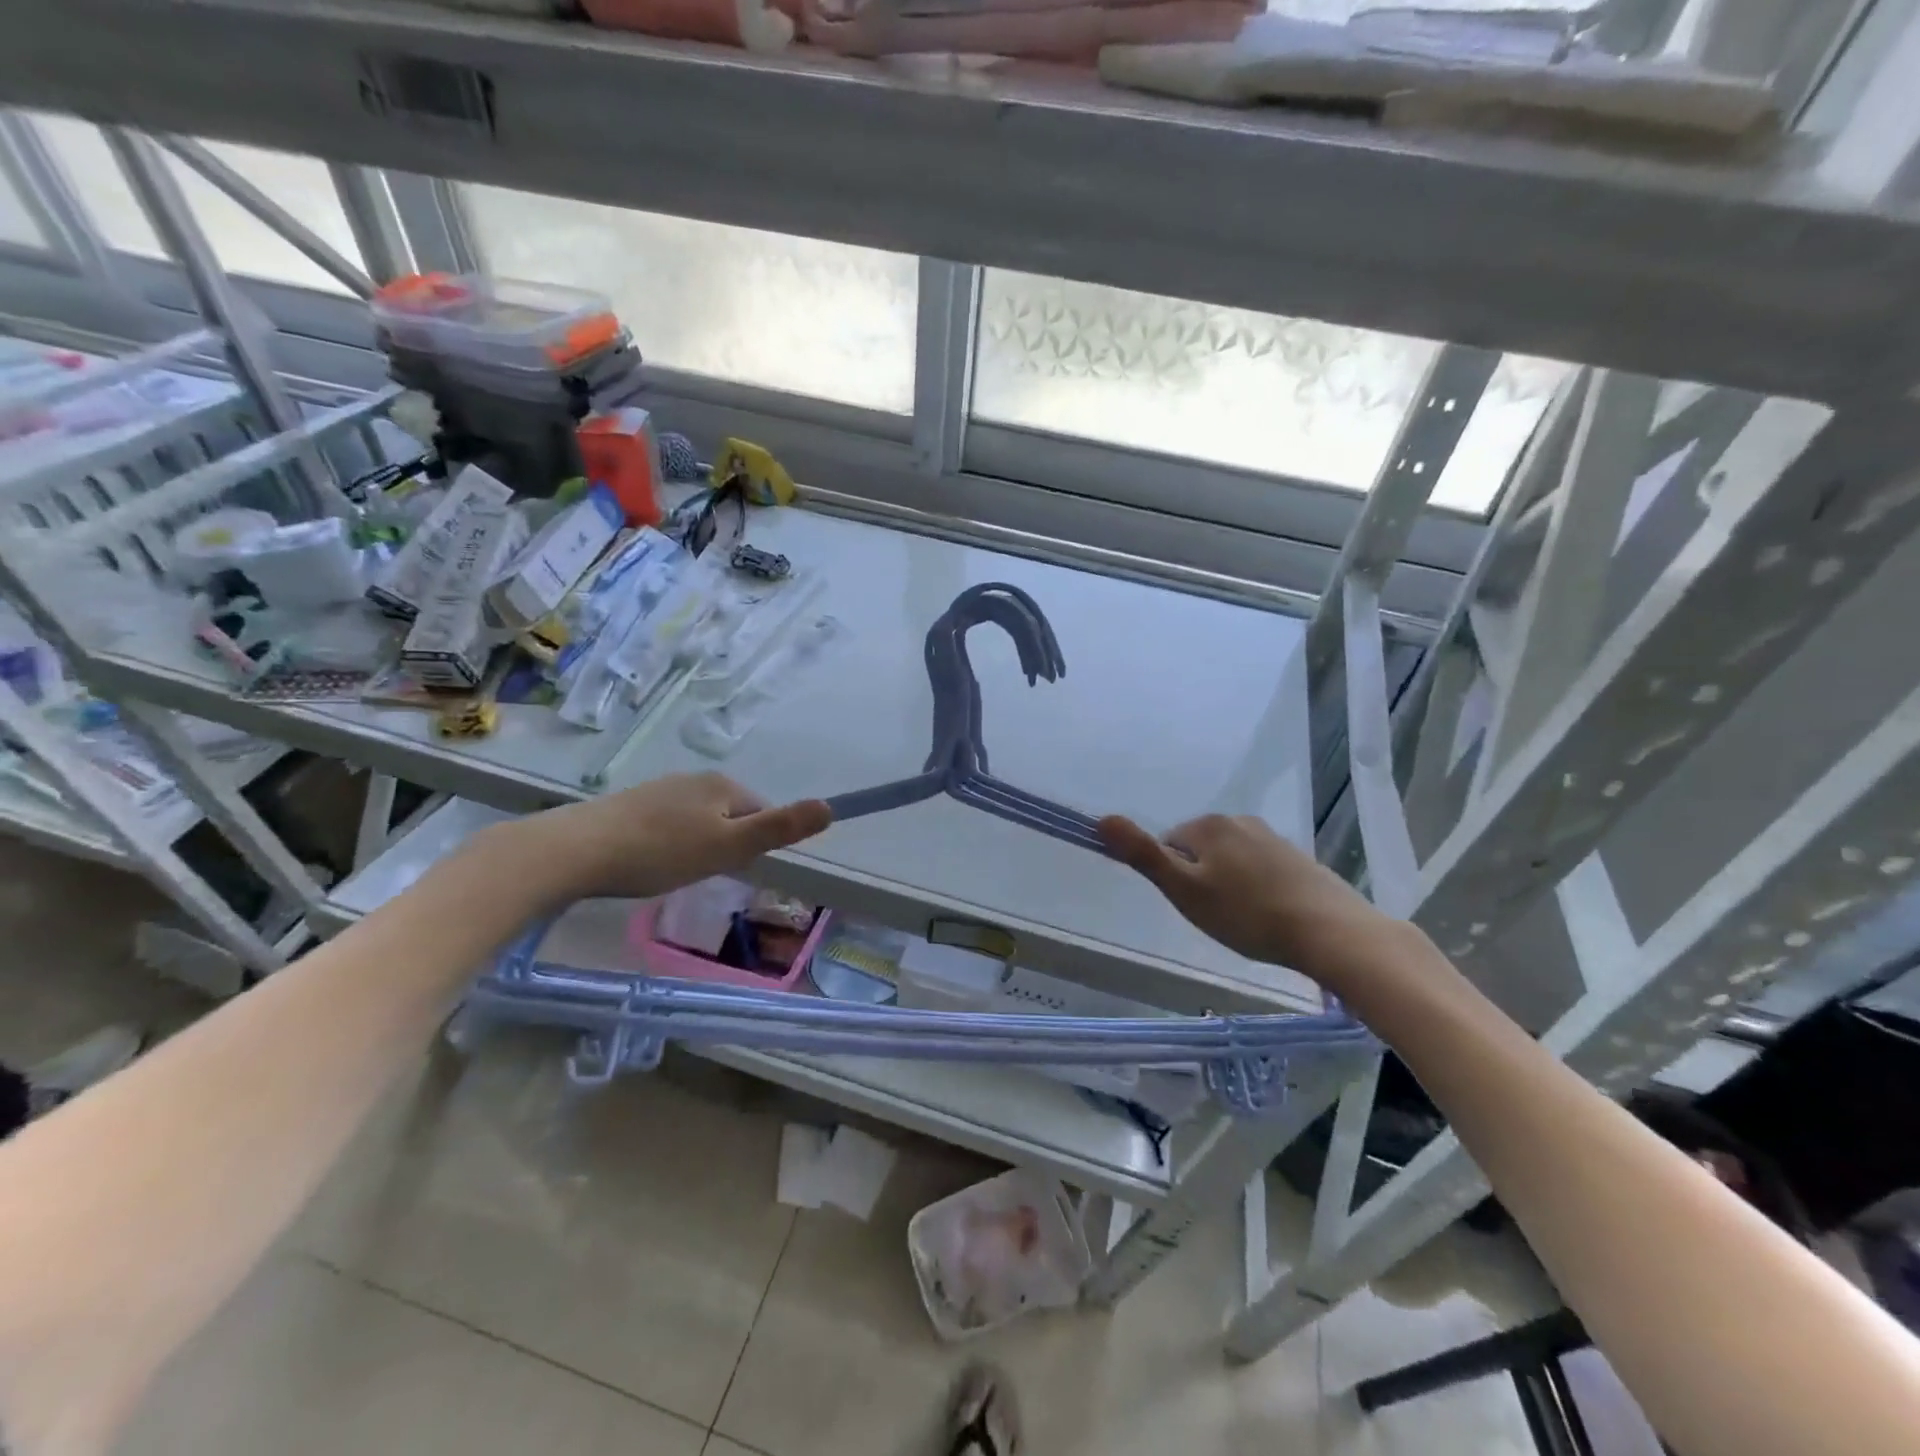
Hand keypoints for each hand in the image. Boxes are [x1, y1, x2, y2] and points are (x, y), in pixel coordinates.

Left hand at [494, 773, 832, 906]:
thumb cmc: (661, 852)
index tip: (729, 868)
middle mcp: (694, 779)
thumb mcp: (729, 846)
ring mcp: (659, 789)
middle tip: (700, 873)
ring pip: (697, 822)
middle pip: (729, 816)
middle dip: (723, 846)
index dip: (752, 845)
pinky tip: (646, 864)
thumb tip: (830, 807)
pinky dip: (666, 845)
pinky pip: (667, 825)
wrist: (575, 851)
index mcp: (722, 785)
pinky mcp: (630, 805)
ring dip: (694, 847)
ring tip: (671, 873)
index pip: (760, 812)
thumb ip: (779, 829)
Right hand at [1098, 812, 1396, 983]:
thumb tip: (1102, 819)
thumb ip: (1142, 855)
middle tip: (1217, 916)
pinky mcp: (1297, 858)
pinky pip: (1259, 870)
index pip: (1168, 846)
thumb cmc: (1247, 914)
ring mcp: (1272, 838)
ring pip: (1230, 861)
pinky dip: (1257, 890)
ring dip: (1229, 886)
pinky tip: (1269, 916)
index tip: (1194, 906)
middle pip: (1199, 851)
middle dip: (1201, 880)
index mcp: (1207, 825)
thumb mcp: (1184, 890)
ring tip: (1245, 920)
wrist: (1330, 932)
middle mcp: (1239, 821)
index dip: (1174, 879)